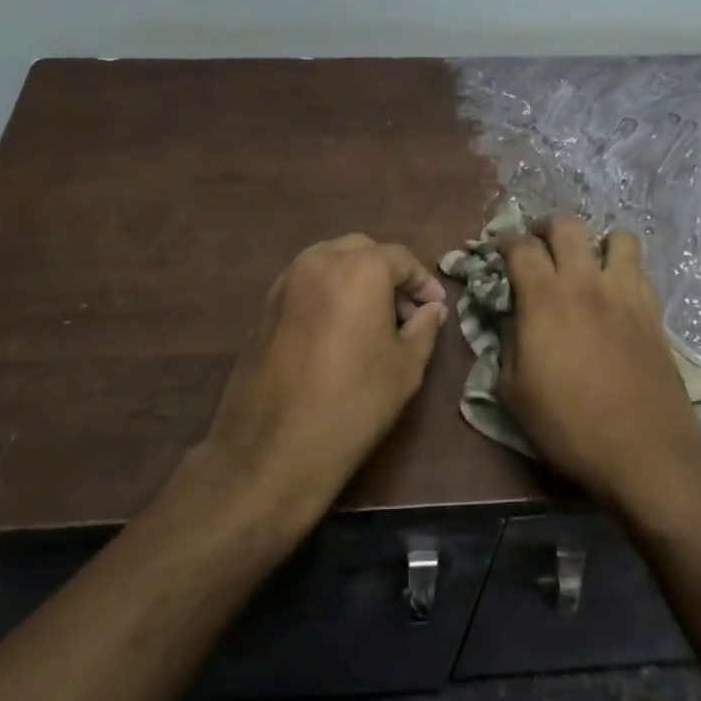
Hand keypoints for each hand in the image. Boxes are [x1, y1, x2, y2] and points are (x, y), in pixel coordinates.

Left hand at [200, 234, 449, 530]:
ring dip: (356, 278)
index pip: (400, 259)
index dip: (423, 282)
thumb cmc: (352, 404)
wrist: (272, 449)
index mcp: (359, 268)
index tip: (435, 307)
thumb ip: (423, 328)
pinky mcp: (265, 305)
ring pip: (330, 261)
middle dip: (388, 273)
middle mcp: (319, 260)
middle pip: (362, 251)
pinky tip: (339, 329)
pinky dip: (328, 291)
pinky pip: (307, 283)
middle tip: (406, 311)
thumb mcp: (406, 368)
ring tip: (373, 318)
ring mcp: (286, 281)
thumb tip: (431, 310)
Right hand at [499, 215, 700, 514]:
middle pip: (568, 225)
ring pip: (617, 237)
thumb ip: (507, 344)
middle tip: (538, 246)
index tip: (499, 253)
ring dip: (597, 243)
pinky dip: (624, 270)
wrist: (646, 452)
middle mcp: (585, 283)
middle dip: (546, 227)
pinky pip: (641, 270)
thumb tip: (511, 319)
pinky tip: (615, 294)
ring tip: (586, 264)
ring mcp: (625, 294)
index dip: (505, 242)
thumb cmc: (570, 425)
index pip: (521, 246)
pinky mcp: (653, 313)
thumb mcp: (514, 392)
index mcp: (544, 298)